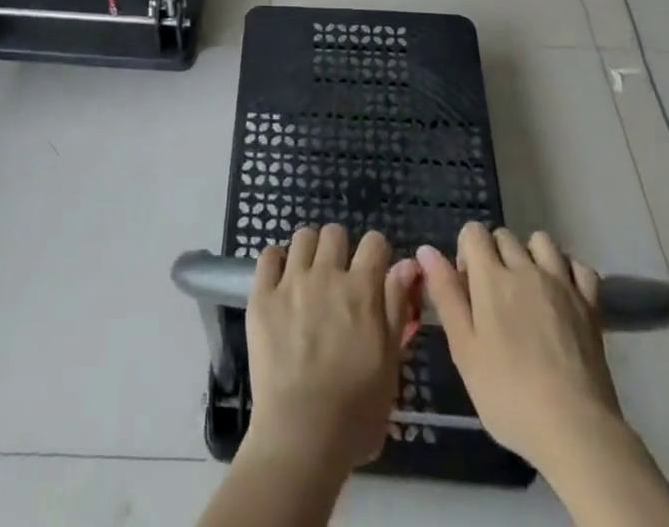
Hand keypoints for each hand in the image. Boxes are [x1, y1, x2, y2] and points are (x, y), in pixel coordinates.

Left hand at [243, 224, 422, 473]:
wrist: (301, 436)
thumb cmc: (355, 412)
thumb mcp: (390, 364)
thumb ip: (396, 309)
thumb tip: (407, 264)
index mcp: (362, 290)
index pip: (375, 242)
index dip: (376, 254)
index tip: (373, 273)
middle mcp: (327, 275)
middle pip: (335, 233)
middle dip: (340, 249)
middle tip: (337, 278)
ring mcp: (291, 282)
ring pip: (302, 237)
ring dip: (309, 251)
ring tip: (308, 277)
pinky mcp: (262, 296)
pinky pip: (268, 255)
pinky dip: (276, 262)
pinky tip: (280, 282)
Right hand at [417, 224, 622, 467]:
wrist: (575, 430)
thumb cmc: (508, 394)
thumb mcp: (464, 349)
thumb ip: (445, 295)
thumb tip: (426, 250)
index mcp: (491, 277)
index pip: (474, 232)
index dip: (466, 252)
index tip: (468, 288)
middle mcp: (526, 268)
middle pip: (505, 235)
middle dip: (495, 255)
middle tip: (495, 297)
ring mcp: (562, 284)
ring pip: (542, 242)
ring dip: (531, 256)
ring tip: (528, 291)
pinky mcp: (590, 304)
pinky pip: (579, 266)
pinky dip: (568, 272)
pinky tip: (562, 295)